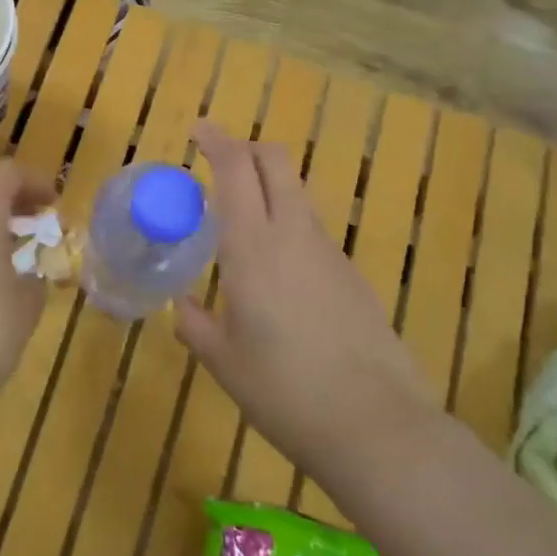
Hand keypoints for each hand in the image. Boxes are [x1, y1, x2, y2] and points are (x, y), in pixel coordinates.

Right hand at [175, 124, 437, 480]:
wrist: (375, 425)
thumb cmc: (283, 390)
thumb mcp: (224, 361)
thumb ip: (195, 324)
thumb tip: (182, 305)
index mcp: (252, 246)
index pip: (237, 168)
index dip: (216, 140)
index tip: (198, 131)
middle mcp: (293, 234)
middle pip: (276, 162)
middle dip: (247, 149)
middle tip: (221, 162)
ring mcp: (329, 251)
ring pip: (297, 194)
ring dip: (269, 188)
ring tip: (243, 222)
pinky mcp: (353, 274)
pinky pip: (313, 231)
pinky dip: (289, 227)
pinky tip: (279, 275)